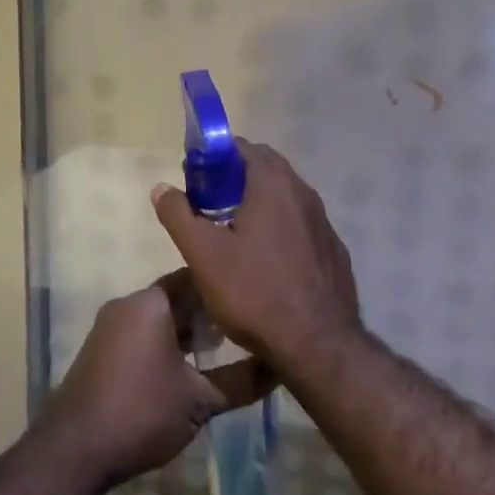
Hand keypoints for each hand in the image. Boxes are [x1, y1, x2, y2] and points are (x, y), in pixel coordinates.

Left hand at [44, 272, 273, 490]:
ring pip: (161, 318)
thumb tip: (280, 368)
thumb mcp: (200, 400)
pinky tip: (189, 369)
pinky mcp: (102, 351)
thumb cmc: (141, 413)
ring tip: (225, 350)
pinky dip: (168, 344)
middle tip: (247, 328)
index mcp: (151, 302)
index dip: (227, 288)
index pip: (196, 278)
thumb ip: (242, 381)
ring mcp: (111, 327)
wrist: (73, 452)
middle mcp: (128, 304)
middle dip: (210, 312)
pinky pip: (143, 334)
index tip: (255, 300)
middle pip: (178, 297)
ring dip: (189, 331)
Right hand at [151, 140, 360, 378]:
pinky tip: (266, 261)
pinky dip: (280, 229)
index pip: (242, 147)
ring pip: (285, 198)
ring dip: (258, 204)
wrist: (319, 346)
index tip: (194, 180)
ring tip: (232, 234)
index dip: (214, 157)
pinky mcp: (333, 251)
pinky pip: (301, 226)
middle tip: (207, 206)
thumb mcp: (203, 255)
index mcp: (274, 184)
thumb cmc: (255, 293)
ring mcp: (323, 223)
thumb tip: (161, 188)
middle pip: (266, 169)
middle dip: (234, 179)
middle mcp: (304, 194)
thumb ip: (179, 216)